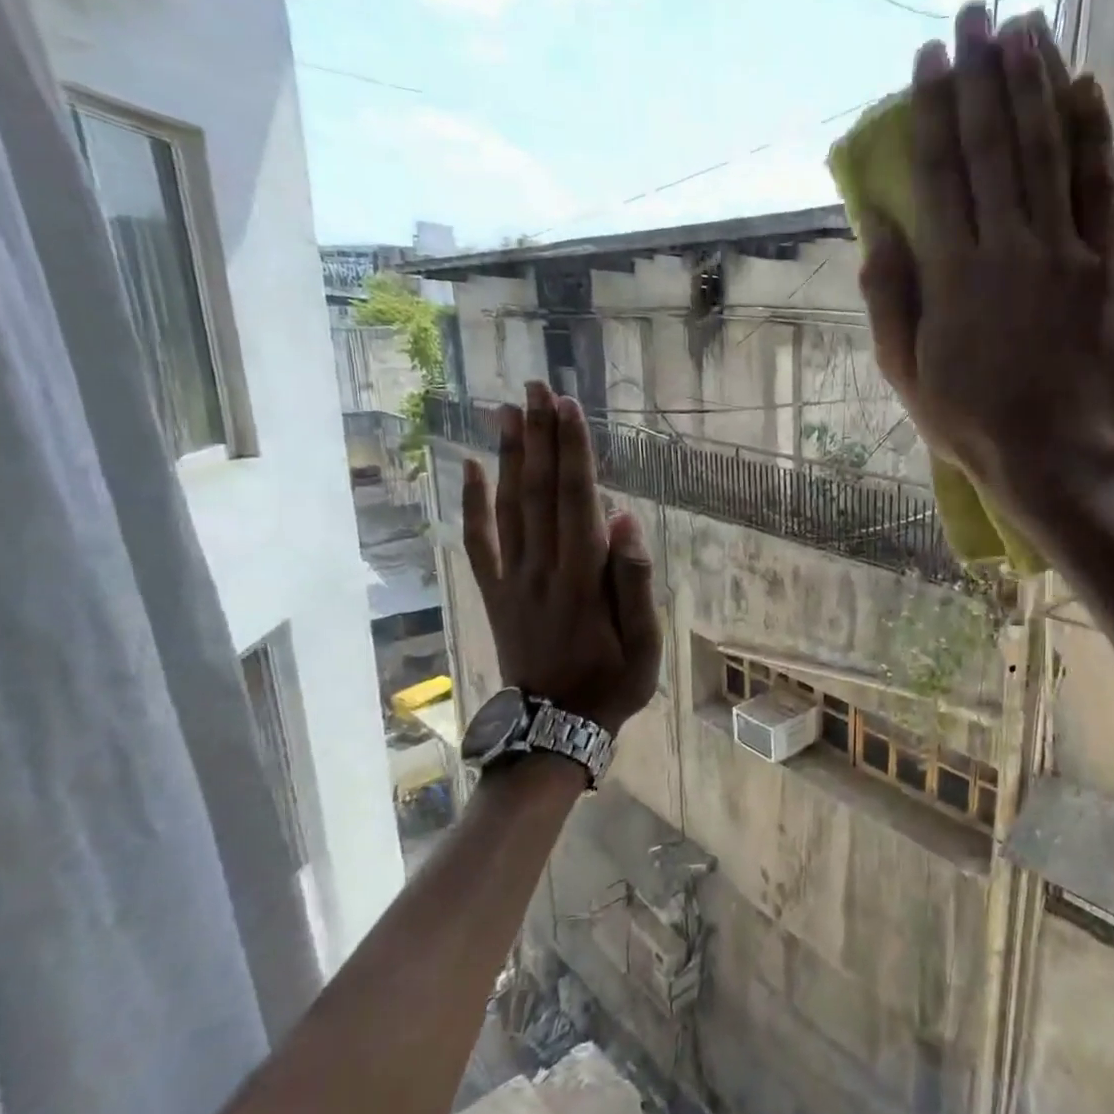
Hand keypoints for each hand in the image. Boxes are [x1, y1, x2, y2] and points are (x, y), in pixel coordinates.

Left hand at [461, 381, 661, 734]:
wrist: (556, 727)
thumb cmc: (613, 683)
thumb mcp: (645, 642)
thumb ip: (634, 581)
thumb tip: (624, 520)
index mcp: (582, 578)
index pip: (576, 500)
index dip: (572, 451)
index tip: (567, 406)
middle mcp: (542, 568)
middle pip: (538, 491)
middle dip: (538, 436)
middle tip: (534, 386)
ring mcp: (512, 580)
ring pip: (508, 507)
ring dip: (508, 455)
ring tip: (506, 409)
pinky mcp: (495, 593)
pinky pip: (478, 542)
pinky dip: (472, 503)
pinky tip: (468, 467)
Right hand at [859, 4, 1113, 501]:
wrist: (1051, 454)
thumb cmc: (968, 420)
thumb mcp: (904, 373)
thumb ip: (888, 300)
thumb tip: (878, 231)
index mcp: (952, 274)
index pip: (938, 174)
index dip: (931, 110)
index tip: (928, 58)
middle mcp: (1006, 247)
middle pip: (991, 146)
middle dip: (979, 76)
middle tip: (973, 14)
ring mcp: (1062, 252)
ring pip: (1045, 150)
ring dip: (1032, 83)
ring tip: (1023, 26)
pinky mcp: (1107, 265)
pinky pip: (1099, 188)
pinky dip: (1093, 134)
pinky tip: (1084, 85)